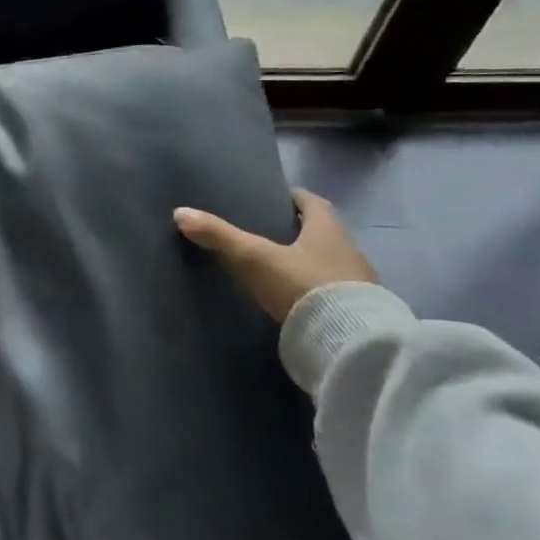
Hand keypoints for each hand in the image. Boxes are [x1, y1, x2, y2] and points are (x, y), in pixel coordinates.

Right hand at [173, 188, 378, 323]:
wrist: (350, 341)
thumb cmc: (303, 285)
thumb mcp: (255, 259)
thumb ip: (220, 237)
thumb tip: (180, 213)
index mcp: (327, 230)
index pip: (313, 203)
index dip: (295, 198)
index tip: (278, 198)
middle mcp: (348, 250)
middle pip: (323, 233)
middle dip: (300, 231)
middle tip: (271, 232)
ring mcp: (358, 283)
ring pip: (329, 263)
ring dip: (309, 262)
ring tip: (279, 267)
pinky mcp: (358, 312)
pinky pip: (334, 292)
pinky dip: (315, 290)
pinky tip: (297, 299)